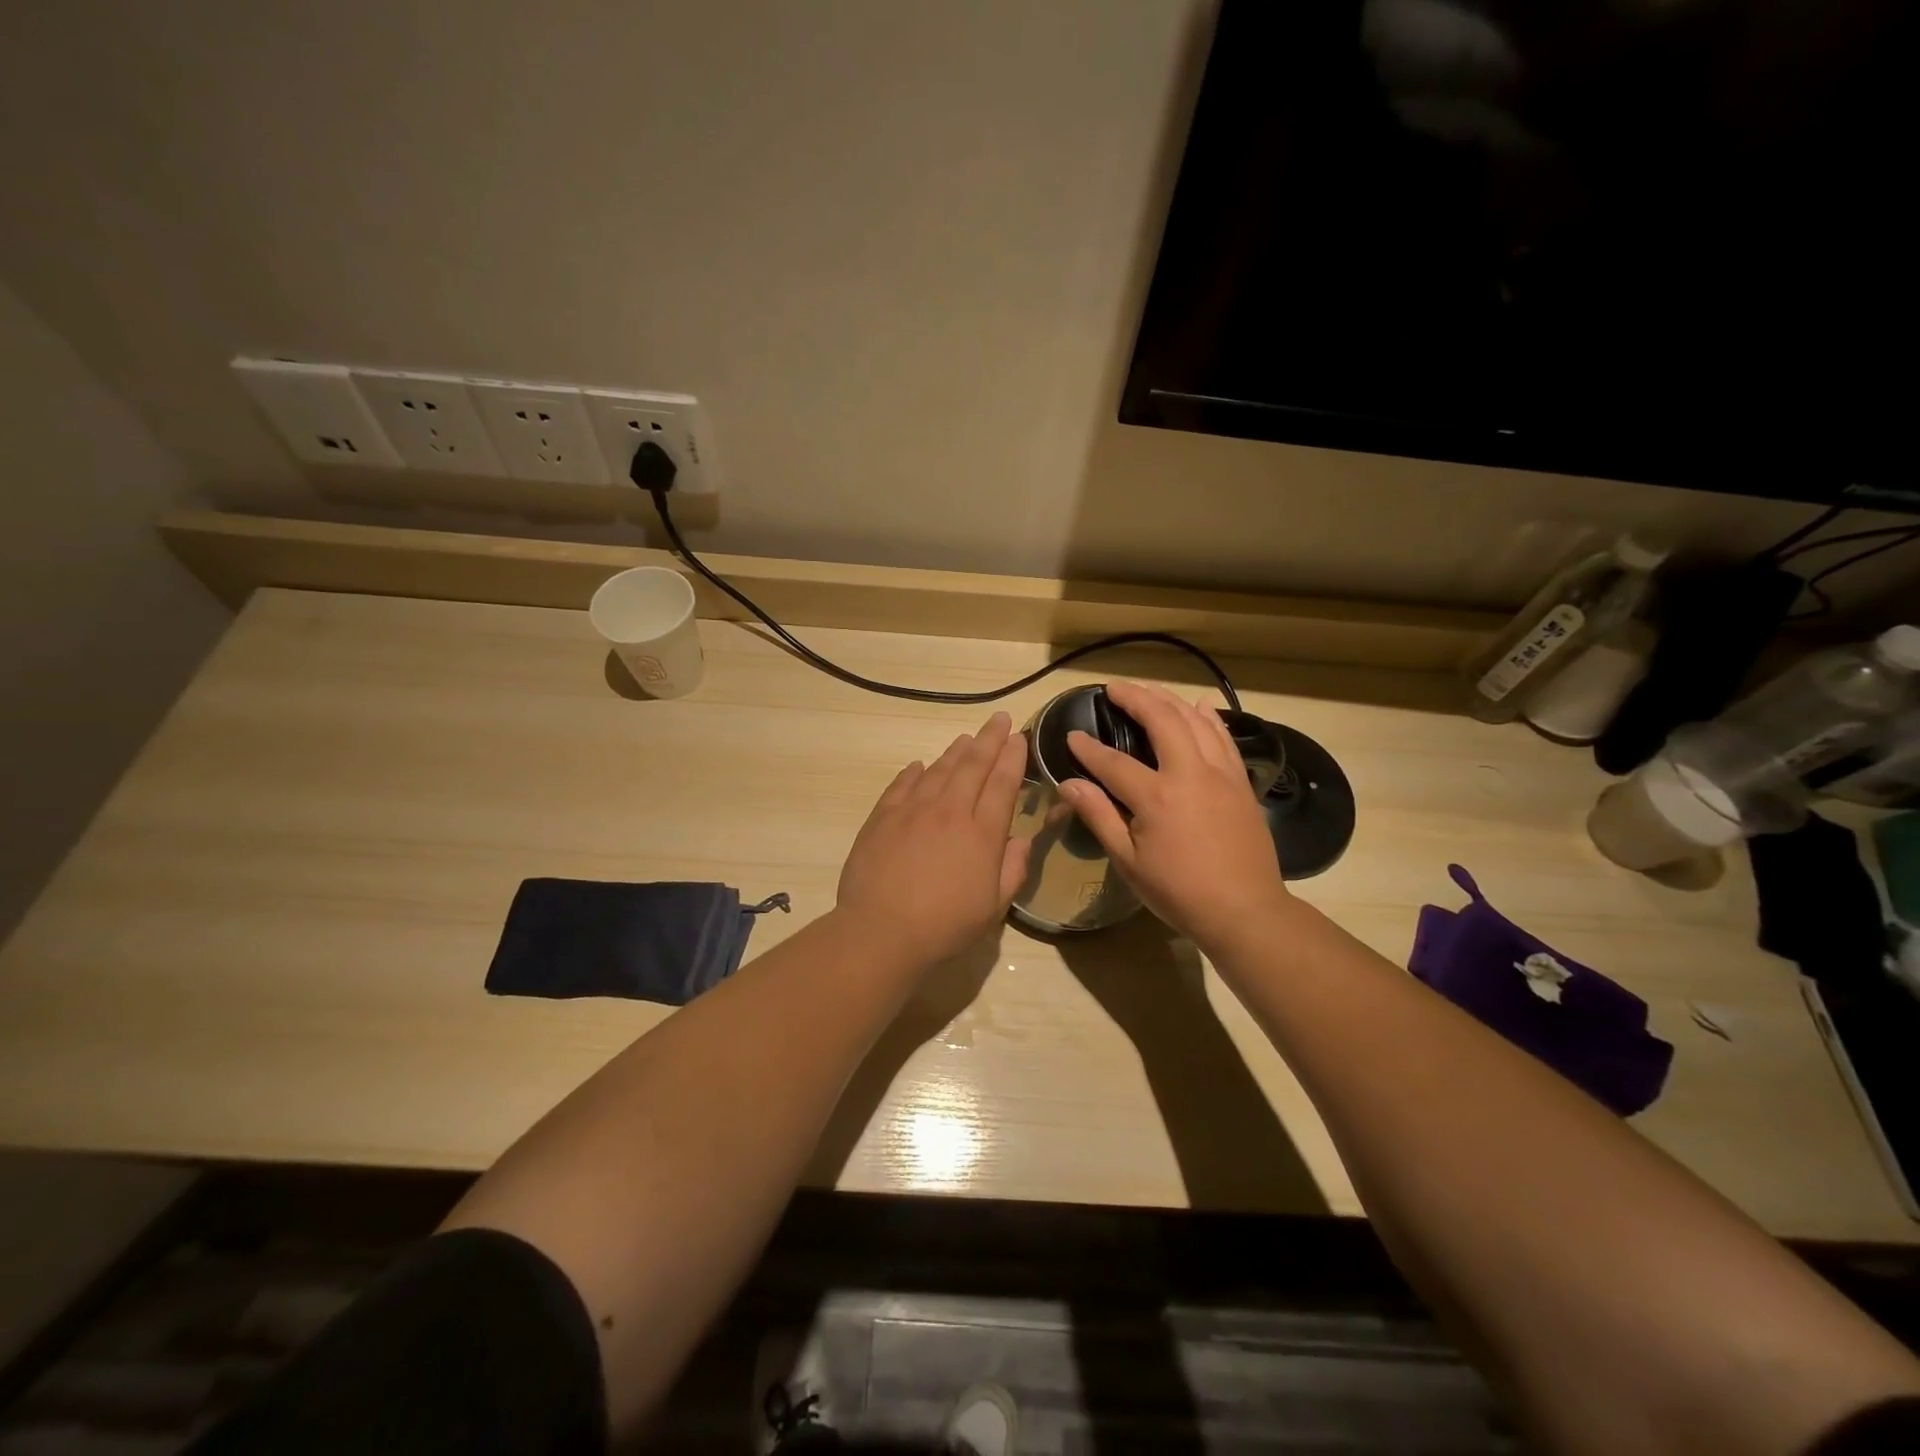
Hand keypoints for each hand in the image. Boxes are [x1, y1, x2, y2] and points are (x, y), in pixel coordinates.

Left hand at [836, 711, 1031, 966]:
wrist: (881, 930)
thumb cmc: (945, 925)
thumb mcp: (993, 907)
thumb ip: (1013, 869)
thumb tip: (1020, 839)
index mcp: (982, 833)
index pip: (1003, 784)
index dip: (1013, 757)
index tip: (1018, 737)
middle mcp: (950, 811)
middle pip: (973, 765)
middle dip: (989, 739)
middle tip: (999, 719)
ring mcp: (913, 810)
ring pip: (939, 769)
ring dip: (955, 751)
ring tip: (966, 737)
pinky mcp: (883, 817)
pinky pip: (902, 785)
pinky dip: (915, 772)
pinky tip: (920, 765)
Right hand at [1061, 681, 1287, 947]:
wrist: (1245, 911)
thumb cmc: (1179, 892)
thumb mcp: (1128, 862)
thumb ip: (1099, 816)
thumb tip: (1069, 784)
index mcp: (1157, 796)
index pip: (1113, 762)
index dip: (1088, 748)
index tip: (1072, 736)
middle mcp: (1190, 773)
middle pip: (1162, 720)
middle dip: (1135, 698)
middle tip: (1114, 687)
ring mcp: (1221, 774)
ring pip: (1195, 722)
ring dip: (1169, 700)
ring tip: (1149, 690)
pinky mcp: (1241, 783)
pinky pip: (1224, 738)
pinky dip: (1209, 717)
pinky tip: (1199, 706)